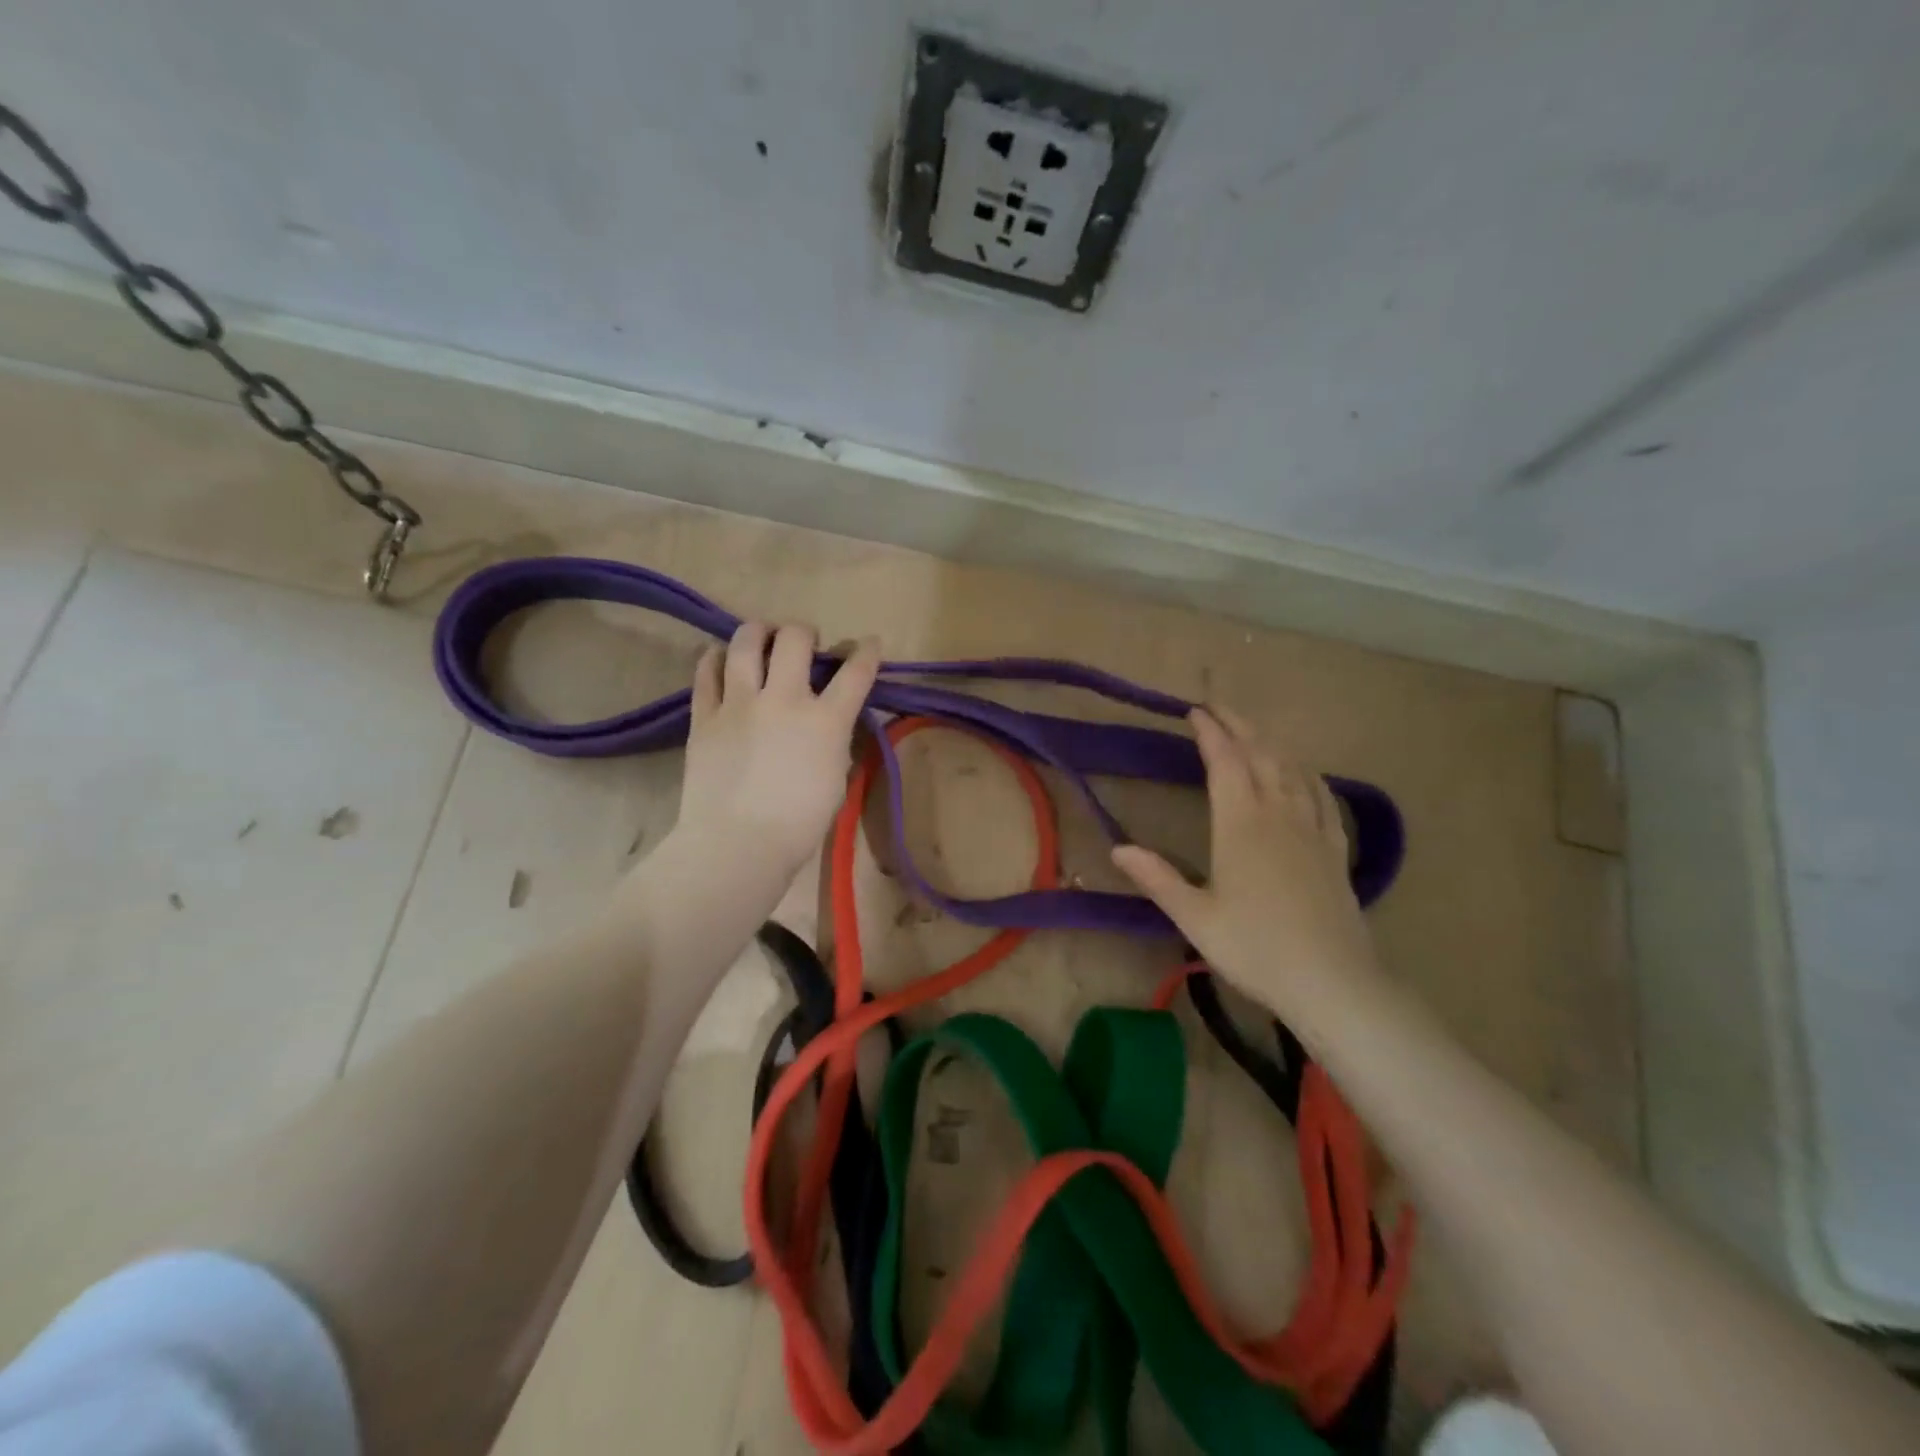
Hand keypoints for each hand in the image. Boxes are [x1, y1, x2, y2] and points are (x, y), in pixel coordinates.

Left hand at [674, 622, 880, 876]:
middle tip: (805, 642)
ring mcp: (740, 703)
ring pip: (746, 642)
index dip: (866, 652)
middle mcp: (784, 699)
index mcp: (825, 720)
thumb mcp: (836, 780)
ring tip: (762, 636)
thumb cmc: (799, 824)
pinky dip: (716, 657)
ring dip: (759, 631)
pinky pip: (706, 671)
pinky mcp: (705, 716)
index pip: (855, 672)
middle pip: (795, 639)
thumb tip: (831, 724)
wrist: (737, 844)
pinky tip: (721, 657)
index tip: (868, 644)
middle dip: (805, 632)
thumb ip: (836, 742)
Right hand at [1113, 705, 1380, 1017]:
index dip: (1210, 733)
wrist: (1332, 982)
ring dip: (1271, 742)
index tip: (1194, 711)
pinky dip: (1308, 772)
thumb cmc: (1255, 948)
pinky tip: (1303, 771)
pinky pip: (1323, 795)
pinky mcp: (1335, 849)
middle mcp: (1279, 814)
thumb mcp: (1195, 917)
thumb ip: (1157, 878)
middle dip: (1239, 725)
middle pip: (1261, 754)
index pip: (1225, 762)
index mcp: (1241, 824)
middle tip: (1219, 708)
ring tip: (1253, 730)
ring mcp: (1312, 829)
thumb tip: (1117, 849)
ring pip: (1293, 769)